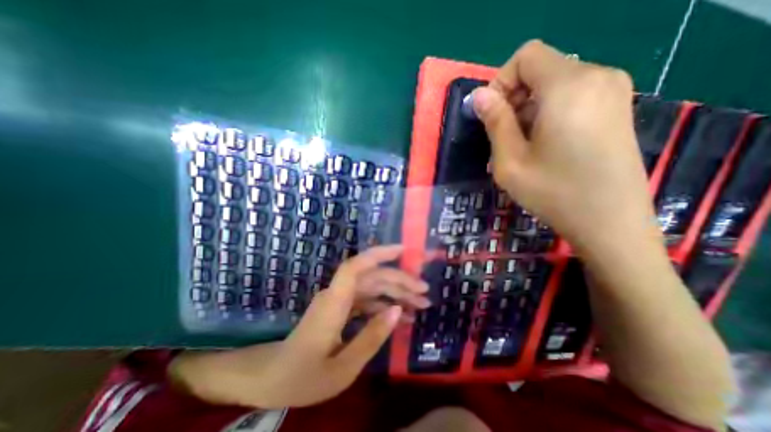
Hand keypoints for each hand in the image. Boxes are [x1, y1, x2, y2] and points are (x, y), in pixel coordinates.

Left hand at [170, 246, 431, 408]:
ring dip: (396, 293)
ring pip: (373, 287)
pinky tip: (402, 316)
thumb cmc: (303, 377)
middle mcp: (338, 294)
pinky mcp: (342, 308)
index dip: (379, 253)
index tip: (404, 250)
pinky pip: (368, 301)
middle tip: (425, 292)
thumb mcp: (342, 368)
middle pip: (372, 277)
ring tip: (421, 304)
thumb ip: (371, 337)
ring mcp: (340, 300)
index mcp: (334, 303)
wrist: (272, 378)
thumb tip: (398, 310)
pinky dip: (385, 306)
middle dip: (400, 281)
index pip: (356, 266)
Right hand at [473, 40, 659, 252]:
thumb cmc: (553, 193)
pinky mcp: (616, 107)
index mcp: (568, 87)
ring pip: (554, 83)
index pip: (526, 56)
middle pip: (540, 69)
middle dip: (514, 99)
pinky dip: (548, 113)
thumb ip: (494, 122)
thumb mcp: (510, 161)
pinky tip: (545, 145)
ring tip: (523, 146)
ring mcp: (613, 91)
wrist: (610, 222)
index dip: (500, 82)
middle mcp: (597, 76)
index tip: (492, 116)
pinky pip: (571, 95)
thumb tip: (479, 95)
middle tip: (505, 138)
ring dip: (528, 109)